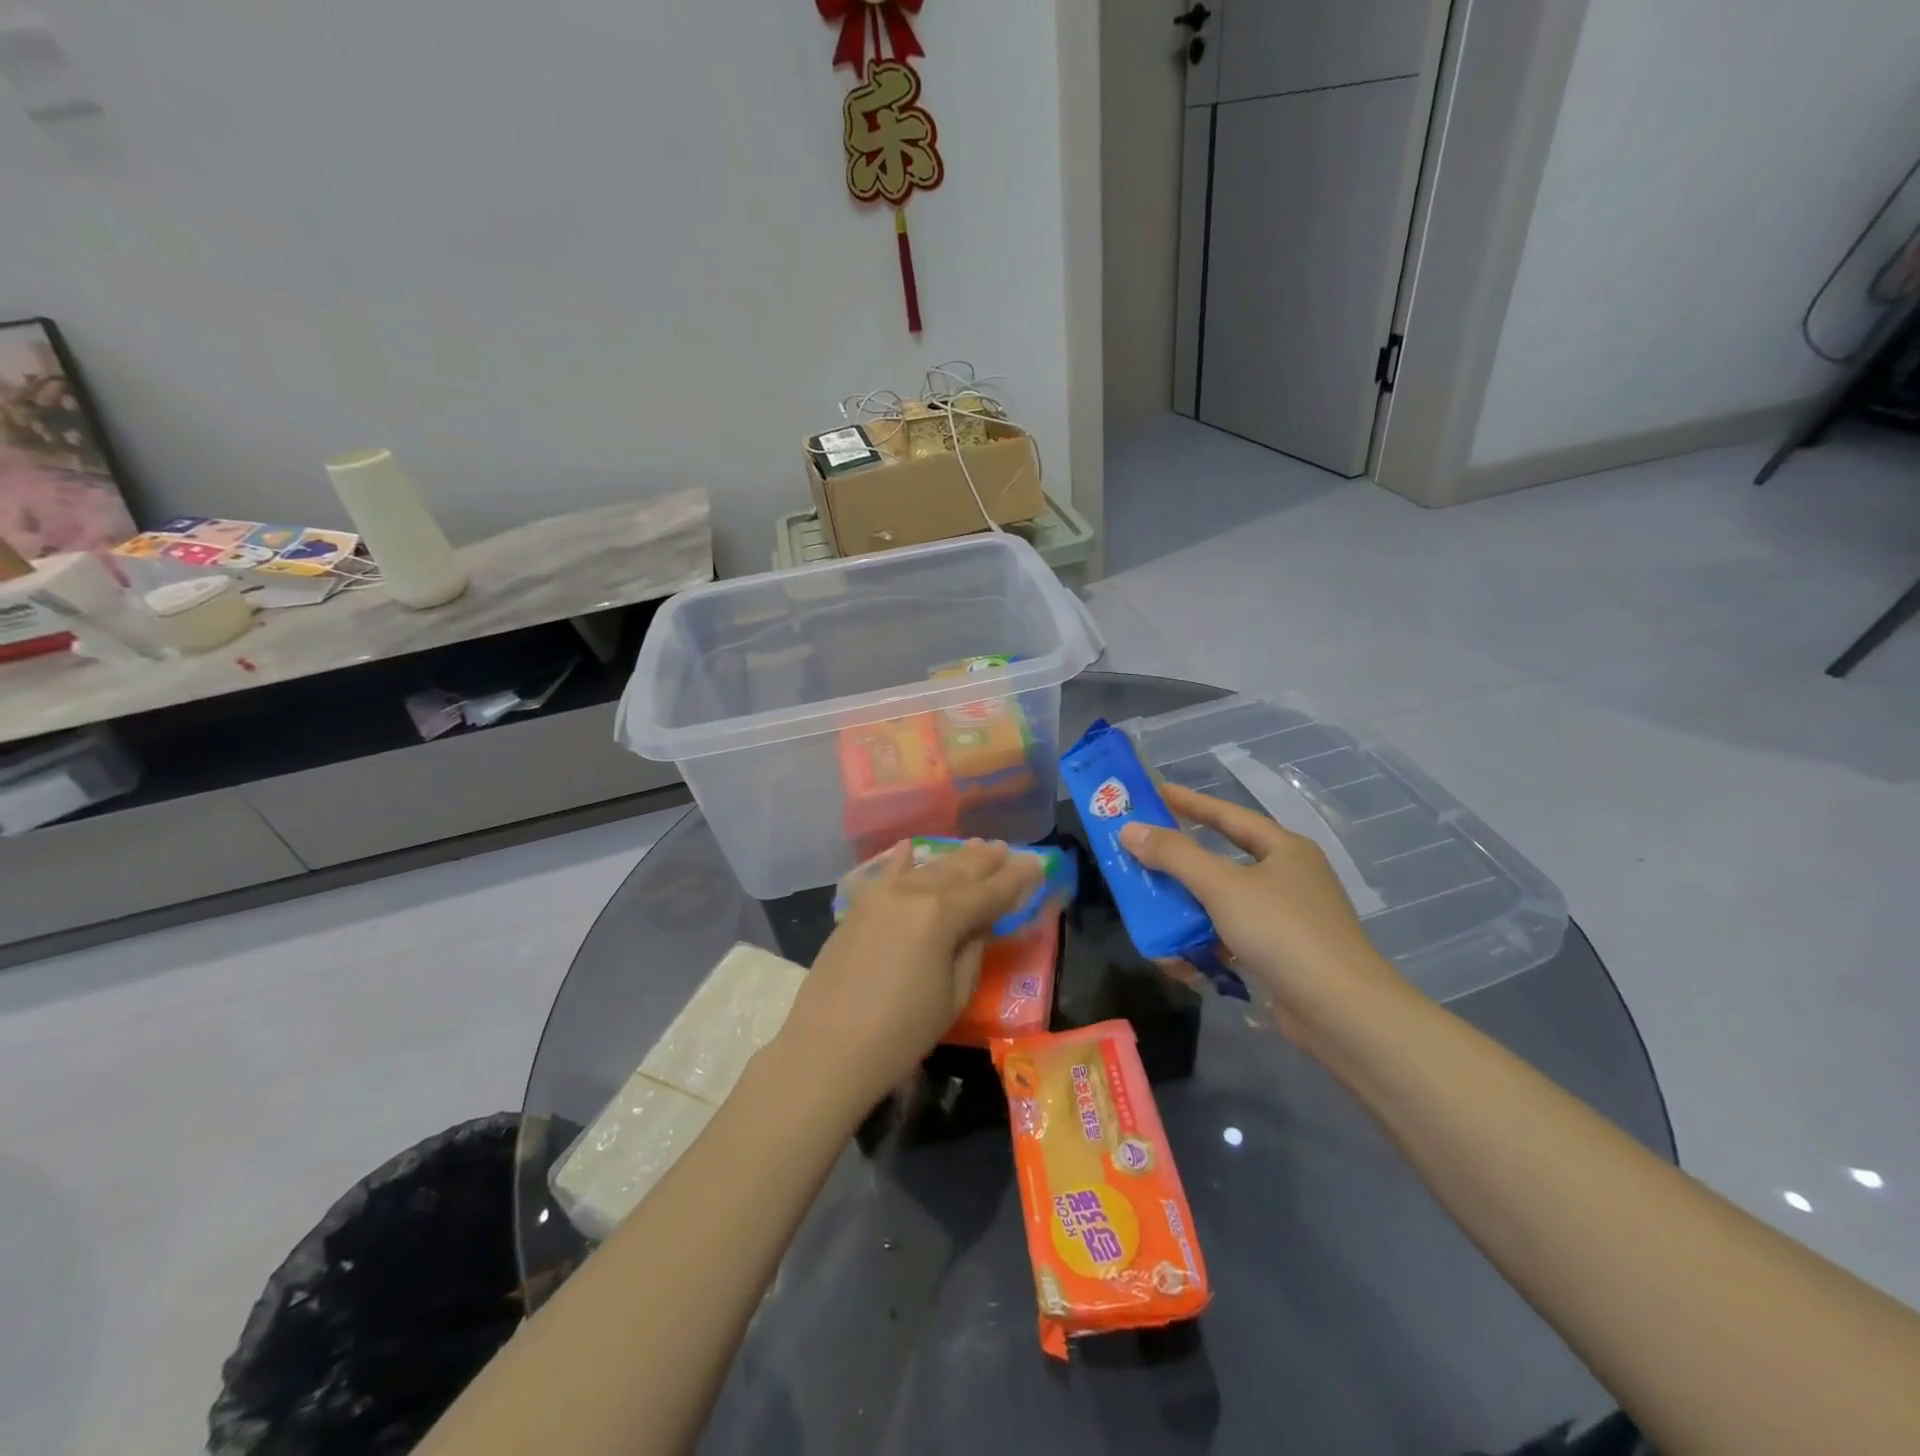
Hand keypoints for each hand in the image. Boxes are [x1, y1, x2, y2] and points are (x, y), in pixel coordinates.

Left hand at [783, 839, 1044, 1108]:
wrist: (827, 1047)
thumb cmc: (901, 1032)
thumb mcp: (953, 995)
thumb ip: (972, 949)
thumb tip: (980, 921)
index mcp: (943, 914)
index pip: (991, 891)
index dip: (1017, 879)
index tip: (1038, 865)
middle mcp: (914, 892)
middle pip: (958, 871)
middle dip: (986, 861)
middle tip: (1007, 850)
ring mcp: (881, 895)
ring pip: (927, 868)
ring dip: (954, 858)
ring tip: (976, 846)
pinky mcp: (858, 906)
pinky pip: (886, 874)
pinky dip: (902, 860)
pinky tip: (910, 848)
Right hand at [1118, 783, 1412, 1037]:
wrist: (1341, 1011)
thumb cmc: (1282, 931)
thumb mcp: (1222, 886)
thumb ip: (1174, 856)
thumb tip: (1130, 829)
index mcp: (1284, 849)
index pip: (1228, 815)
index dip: (1190, 802)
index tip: (1154, 792)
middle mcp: (1289, 878)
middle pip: (1223, 861)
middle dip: (1181, 865)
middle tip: (1141, 856)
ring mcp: (1288, 919)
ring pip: (1224, 904)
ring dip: (1188, 912)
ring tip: (1152, 915)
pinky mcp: (1283, 957)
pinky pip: (1233, 939)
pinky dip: (1206, 945)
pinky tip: (1181, 959)